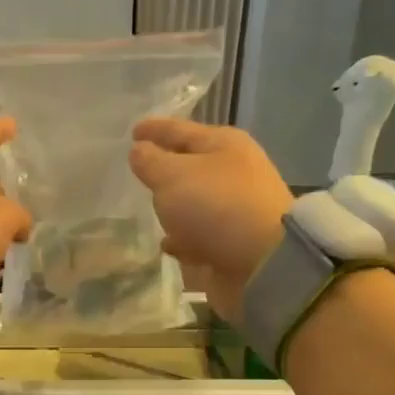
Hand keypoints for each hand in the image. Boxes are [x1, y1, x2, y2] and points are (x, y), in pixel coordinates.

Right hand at [128, 119, 292, 319]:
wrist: (262, 265)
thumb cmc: (216, 207)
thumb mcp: (172, 176)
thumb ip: (150, 161)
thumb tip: (139, 151)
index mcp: (224, 144)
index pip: (180, 129)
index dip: (155, 129)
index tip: (132, 131)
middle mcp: (232, 172)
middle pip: (190, 164)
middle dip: (165, 167)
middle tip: (138, 170)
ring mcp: (234, 209)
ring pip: (194, 201)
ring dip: (174, 205)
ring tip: (148, 208)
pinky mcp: (230, 242)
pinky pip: (198, 234)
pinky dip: (183, 237)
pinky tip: (168, 243)